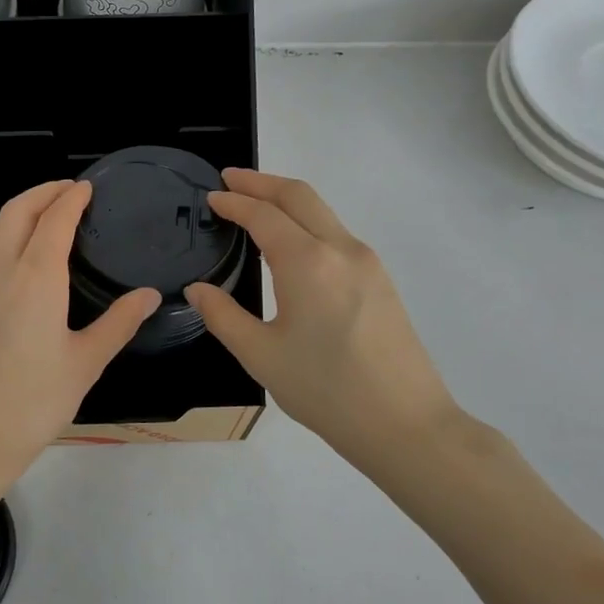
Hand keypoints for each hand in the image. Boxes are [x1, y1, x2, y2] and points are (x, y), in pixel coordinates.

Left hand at [0, 180, 158, 500]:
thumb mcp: (85, 364)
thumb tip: (150, 294)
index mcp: (36, 277)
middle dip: (44, 192)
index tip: (86, 188)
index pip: (55, 219)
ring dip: (15, 210)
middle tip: (66, 191)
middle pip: (18, 210)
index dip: (72, 198)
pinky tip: (4, 256)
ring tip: (37, 217)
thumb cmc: (33, 404)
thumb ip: (118, 322)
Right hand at [184, 169, 462, 473]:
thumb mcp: (261, 355)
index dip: (234, 202)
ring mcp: (367, 263)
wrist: (405, 424)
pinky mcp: (381, 280)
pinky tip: (291, 245)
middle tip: (231, 179)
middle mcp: (341, 249)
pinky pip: (337, 235)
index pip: (264, 215)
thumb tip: (198, 289)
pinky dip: (307, 223)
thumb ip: (223, 316)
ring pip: (323, 212)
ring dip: (287, 200)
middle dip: (262, 182)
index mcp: (307, 263)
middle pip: (299, 196)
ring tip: (256, 207)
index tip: (211, 197)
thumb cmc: (325, 390)